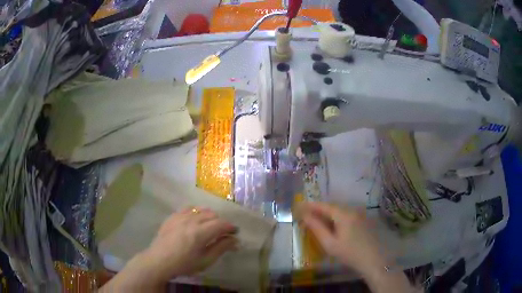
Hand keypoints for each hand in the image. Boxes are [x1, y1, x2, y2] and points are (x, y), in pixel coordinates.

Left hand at [143, 207, 237, 279]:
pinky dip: (196, 212)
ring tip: (210, 226)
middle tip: (223, 233)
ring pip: (201, 209)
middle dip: (221, 222)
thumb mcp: (205, 261)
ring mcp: (180, 216)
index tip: (235, 232)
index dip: (230, 227)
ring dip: (210, 216)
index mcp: (200, 233)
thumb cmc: (184, 264)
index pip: (221, 224)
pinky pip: (188, 208)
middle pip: (212, 215)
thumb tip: (235, 240)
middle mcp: (191, 220)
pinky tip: (196, 220)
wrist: (159, 261)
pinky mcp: (173, 216)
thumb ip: (221, 248)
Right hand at [299, 202, 385, 274]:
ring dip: (328, 213)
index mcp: (344, 214)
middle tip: (307, 213)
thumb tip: (305, 216)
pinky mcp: (364, 219)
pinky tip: (333, 224)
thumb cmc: (350, 253)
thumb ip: (317, 228)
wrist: (373, 260)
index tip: (300, 206)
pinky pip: (347, 214)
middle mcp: (353, 210)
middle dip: (319, 209)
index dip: (312, 205)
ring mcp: (361, 214)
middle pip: (333, 206)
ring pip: (341, 210)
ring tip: (317, 218)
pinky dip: (337, 216)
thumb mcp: (330, 244)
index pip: (325, 206)